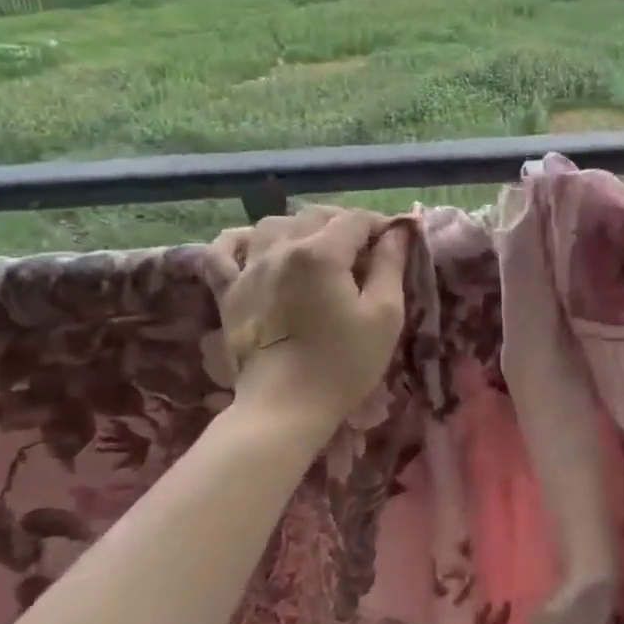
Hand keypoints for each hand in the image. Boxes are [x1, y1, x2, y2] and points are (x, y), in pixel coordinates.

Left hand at [216, 207, 410, 426]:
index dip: (380, 225)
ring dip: (301, 227)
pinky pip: (225, 250)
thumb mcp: (384, 316)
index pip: (356, 219)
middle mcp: (281, 249)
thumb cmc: (344, 364)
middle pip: (316, 215)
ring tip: (319, 249)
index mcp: (321, 253)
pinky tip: (259, 247)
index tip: (395, 244)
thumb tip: (398, 231)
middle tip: (365, 251)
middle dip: (345, 224)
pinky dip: (242, 241)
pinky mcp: (228, 291)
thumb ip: (391, 266)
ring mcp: (249, 268)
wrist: (284, 409)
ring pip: (274, 224)